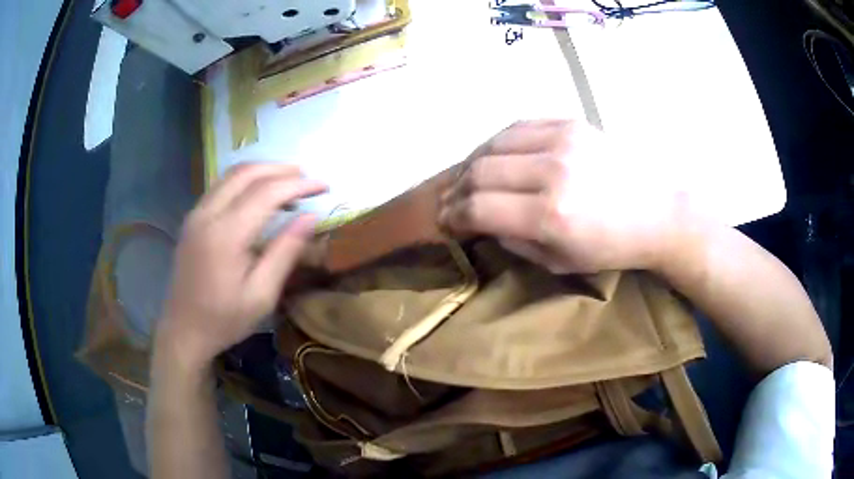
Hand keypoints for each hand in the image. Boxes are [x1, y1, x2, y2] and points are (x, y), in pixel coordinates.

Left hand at [156, 163, 326, 369]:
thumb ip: (285, 252)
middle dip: (281, 169)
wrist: (183, 330)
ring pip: (231, 174)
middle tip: (307, 178)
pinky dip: (245, 181)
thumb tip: (311, 217)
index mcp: (226, 234)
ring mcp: (196, 214)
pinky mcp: (192, 219)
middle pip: (247, 172)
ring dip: (262, 171)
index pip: (267, 192)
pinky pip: (221, 186)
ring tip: (288, 182)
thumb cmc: (224, 320)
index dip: (299, 184)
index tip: (324, 186)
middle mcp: (208, 214)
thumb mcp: (262, 295)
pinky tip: (259, 195)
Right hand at [439, 120, 684, 273]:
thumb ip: (514, 241)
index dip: (453, 215)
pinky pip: (516, 126)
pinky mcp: (570, 122)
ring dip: (472, 163)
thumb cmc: (612, 246)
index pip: (478, 207)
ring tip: (469, 179)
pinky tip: (495, 156)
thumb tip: (481, 220)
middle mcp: (551, 171)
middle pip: (479, 171)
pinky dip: (497, 143)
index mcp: (551, 215)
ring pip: (492, 143)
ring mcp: (561, 140)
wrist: (658, 210)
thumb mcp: (560, 262)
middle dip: (456, 190)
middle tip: (452, 202)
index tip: (446, 222)